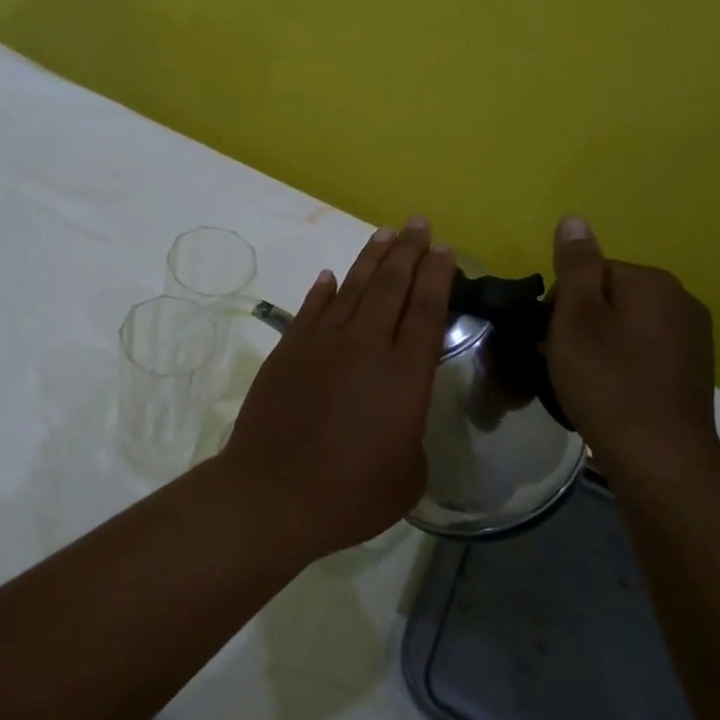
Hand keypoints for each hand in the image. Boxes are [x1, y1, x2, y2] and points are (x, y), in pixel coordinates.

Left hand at [222, 218, 454, 559]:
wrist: (274, 493)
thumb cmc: (351, 494)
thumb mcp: (407, 475)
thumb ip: (411, 434)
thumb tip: (399, 418)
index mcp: (404, 374)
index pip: (426, 309)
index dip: (437, 276)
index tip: (444, 249)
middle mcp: (365, 346)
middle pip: (391, 286)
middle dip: (409, 251)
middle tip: (419, 224)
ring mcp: (321, 343)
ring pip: (351, 288)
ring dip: (371, 259)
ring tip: (385, 234)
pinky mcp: (288, 350)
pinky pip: (310, 309)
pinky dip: (322, 290)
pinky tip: (329, 277)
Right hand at [544, 216, 719, 482]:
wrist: (660, 459)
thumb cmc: (607, 382)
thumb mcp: (577, 319)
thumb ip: (575, 266)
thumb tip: (574, 219)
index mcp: (653, 282)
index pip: (590, 272)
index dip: (561, 303)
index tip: (550, 337)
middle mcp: (682, 301)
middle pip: (609, 297)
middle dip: (580, 323)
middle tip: (560, 361)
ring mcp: (693, 339)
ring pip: (625, 326)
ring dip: (599, 345)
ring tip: (582, 381)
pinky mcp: (692, 371)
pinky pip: (643, 352)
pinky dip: (621, 365)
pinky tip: (609, 392)